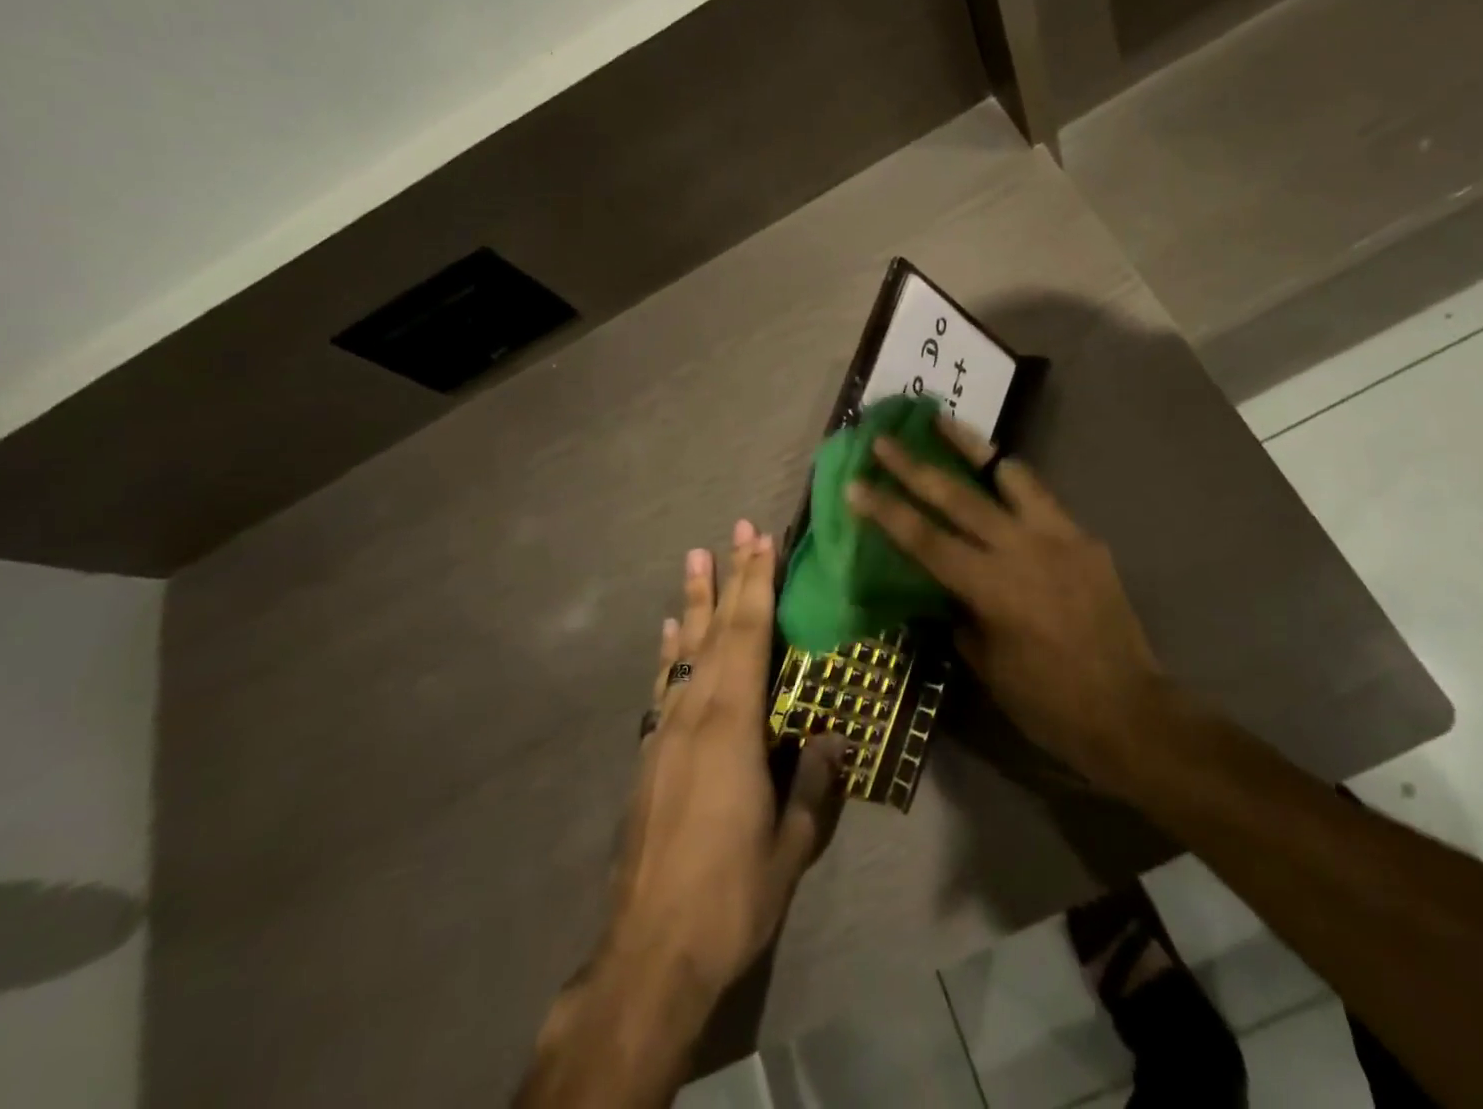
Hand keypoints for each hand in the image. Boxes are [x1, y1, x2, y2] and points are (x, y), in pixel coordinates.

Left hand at [522, 521, 845, 1107]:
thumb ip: (814, 782)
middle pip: (717, 630)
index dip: (757, 584)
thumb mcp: (790, 843)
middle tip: (735, 530)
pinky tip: (669, 633)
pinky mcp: (649, 755)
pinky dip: (669, 651)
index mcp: (731, 725)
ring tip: (695, 558)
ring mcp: (665, 732)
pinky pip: (663, 685)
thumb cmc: (730, 895)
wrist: (648, 953)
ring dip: (694, 602)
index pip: (749, 636)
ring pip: (684, 650)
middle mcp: (694, 714)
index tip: (761, 541)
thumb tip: (834, 736)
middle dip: (730, 577)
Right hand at [845, 425, 1173, 793]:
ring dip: (972, 447)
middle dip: (914, 465)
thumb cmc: (1048, 702)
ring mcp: (1059, 536)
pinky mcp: (1085, 538)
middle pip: (958, 495)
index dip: (886, 511)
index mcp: (992, 587)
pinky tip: (1000, 481)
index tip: (856, 483)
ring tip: (945, 423)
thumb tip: (947, 590)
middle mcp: (1022, 549)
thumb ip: (962, 616)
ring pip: (1009, 475)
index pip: (925, 540)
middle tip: (884, 439)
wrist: (1130, 710)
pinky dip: (1013, 483)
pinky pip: (1042, 499)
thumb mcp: (988, 666)